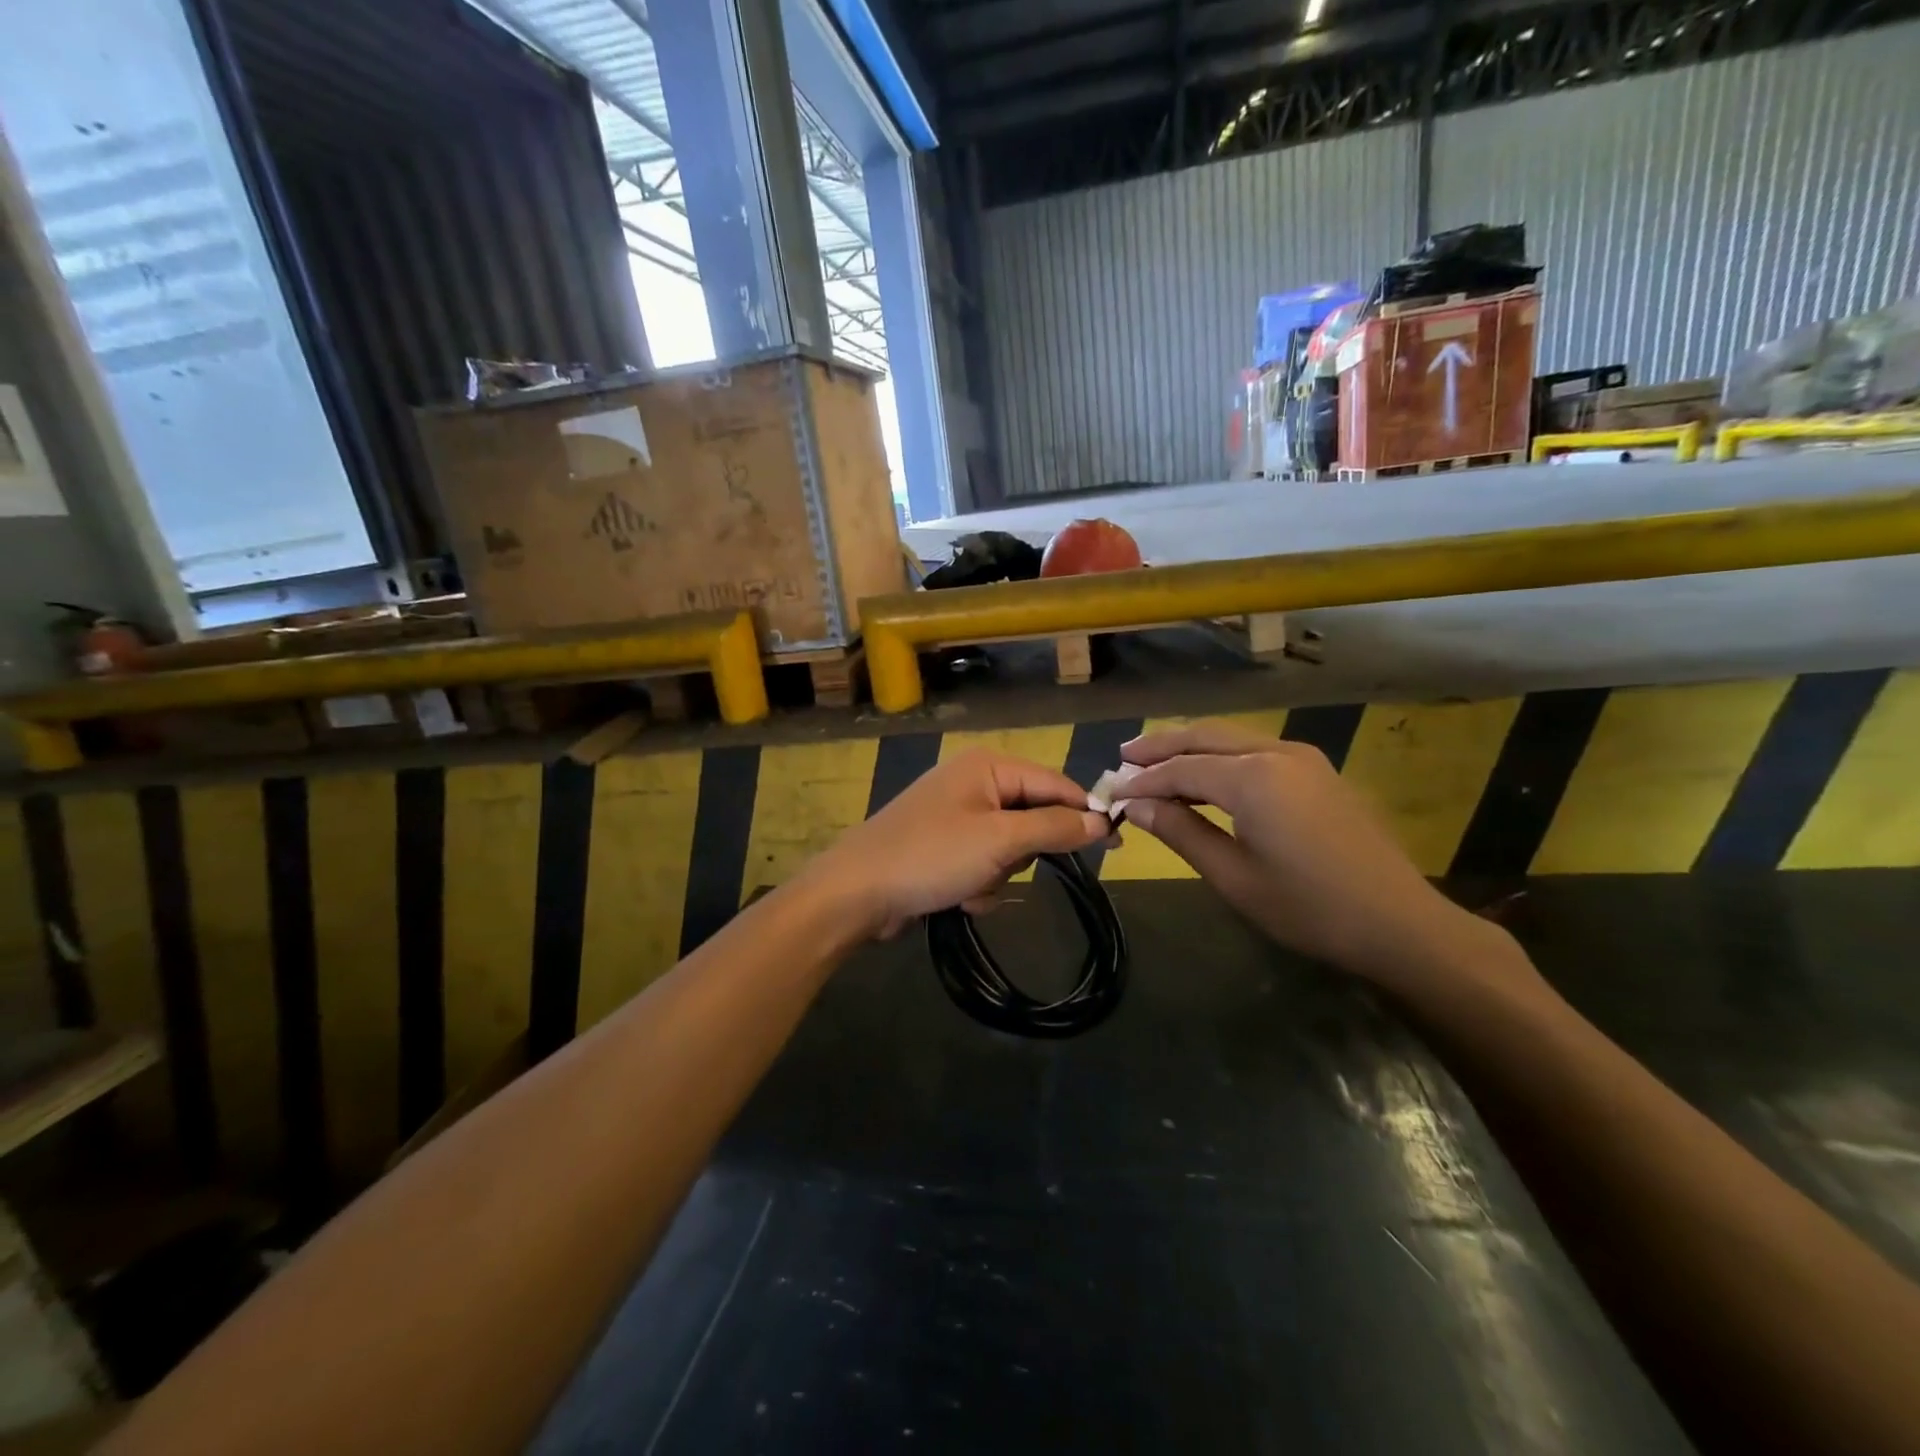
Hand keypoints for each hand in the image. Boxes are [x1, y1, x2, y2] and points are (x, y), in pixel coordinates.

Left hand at [808, 749, 1110, 938]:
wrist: (857, 893)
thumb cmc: (931, 856)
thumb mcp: (1000, 840)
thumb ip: (1054, 827)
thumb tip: (1101, 820)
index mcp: (987, 766)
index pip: (1054, 783)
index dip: (1084, 812)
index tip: (1115, 843)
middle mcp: (973, 784)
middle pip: (1032, 818)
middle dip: (1023, 853)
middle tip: (1004, 865)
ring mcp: (956, 817)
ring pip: (1010, 849)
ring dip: (998, 874)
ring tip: (971, 884)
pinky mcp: (944, 848)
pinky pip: (984, 865)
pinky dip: (978, 885)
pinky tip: (956, 897)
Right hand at [1117, 720, 1518, 990]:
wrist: (1398, 923)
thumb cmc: (1308, 908)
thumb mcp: (1232, 876)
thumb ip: (1180, 831)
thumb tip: (1134, 804)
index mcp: (1252, 778)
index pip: (1180, 768)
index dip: (1141, 780)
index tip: (1110, 791)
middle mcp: (1276, 752)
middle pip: (1204, 737)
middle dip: (1161, 746)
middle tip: (1124, 757)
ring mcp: (1302, 758)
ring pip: (1231, 738)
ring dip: (1190, 747)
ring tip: (1154, 761)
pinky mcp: (1318, 771)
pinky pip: (1255, 750)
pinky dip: (1220, 756)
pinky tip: (1205, 774)